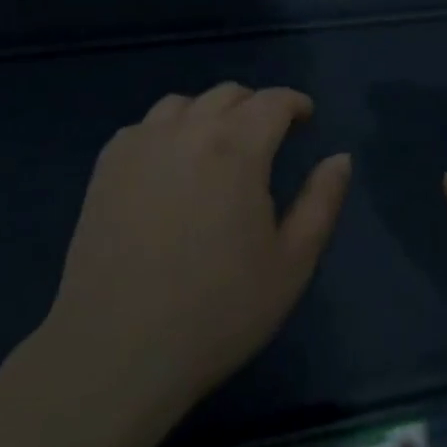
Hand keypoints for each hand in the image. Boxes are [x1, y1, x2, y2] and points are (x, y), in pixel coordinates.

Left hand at [34, 84, 350, 432]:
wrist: (116, 352)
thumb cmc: (217, 311)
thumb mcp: (292, 263)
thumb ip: (322, 201)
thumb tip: (340, 158)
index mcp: (237, 147)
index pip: (273, 101)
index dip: (295, 103)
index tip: (306, 118)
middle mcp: (187, 130)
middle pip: (228, 94)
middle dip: (256, 106)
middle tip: (268, 137)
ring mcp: (140, 145)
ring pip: (184, 104)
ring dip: (210, 114)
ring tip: (217, 147)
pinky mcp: (106, 167)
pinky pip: (144, 127)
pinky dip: (167, 131)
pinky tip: (170, 166)